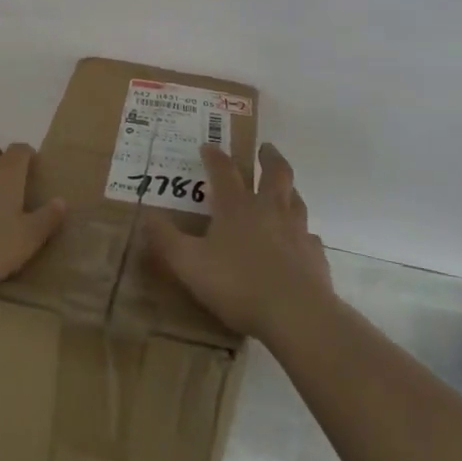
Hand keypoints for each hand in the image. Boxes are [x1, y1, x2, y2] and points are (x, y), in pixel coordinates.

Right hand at [145, 142, 332, 342]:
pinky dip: (303, 233)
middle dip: (269, 157)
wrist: (297, 315)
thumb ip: (166, 240)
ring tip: (284, 188)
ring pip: (296, 199)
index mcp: (237, 207)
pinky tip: (300, 241)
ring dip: (289, 189)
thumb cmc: (238, 284)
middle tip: (265, 147)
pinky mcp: (315, 255)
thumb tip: (146, 216)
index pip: (224, 171)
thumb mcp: (189, 264)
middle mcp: (270, 210)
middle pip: (275, 173)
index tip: (208, 146)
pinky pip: (309, 236)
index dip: (214, 156)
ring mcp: (297, 231)